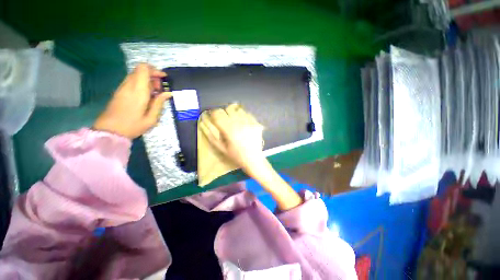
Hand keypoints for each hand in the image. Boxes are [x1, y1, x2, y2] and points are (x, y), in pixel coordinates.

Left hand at [93, 63, 171, 138]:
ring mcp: (122, 88)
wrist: (109, 131)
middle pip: (140, 70)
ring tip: (154, 94)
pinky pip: (132, 81)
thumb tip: (168, 93)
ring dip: (147, 80)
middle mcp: (129, 86)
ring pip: (136, 75)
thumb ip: (159, 103)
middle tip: (160, 89)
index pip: (143, 68)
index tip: (163, 78)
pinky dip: (141, 84)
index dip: (154, 70)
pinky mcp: (119, 91)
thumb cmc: (133, 126)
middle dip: (153, 76)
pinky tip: (145, 96)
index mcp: (138, 91)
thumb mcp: (151, 118)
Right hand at [200, 103, 301, 210]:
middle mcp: (239, 124)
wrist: (254, 160)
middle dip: (224, 113)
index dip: (214, 114)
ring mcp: (249, 123)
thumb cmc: (237, 156)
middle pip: (228, 109)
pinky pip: (248, 114)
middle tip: (224, 120)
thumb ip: (212, 136)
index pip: (218, 113)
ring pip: (238, 110)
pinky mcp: (256, 124)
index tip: (214, 117)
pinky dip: (243, 116)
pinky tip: (243, 124)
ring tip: (234, 121)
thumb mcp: (221, 149)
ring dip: (234, 113)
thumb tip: (204, 124)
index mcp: (229, 130)